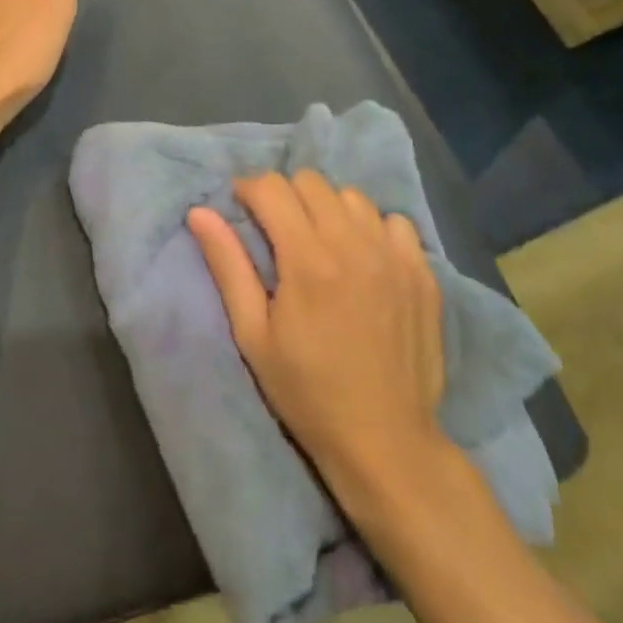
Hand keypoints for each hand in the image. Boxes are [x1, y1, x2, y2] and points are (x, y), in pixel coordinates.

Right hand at [187, 171, 447, 493]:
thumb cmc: (306, 390)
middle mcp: (354, 245)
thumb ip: (227, 265)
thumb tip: (199, 212)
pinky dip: (371, 227)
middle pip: (311, 181)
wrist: (385, 440)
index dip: (248, 189)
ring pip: (352, 197)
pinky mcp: (423, 274)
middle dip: (285, 194)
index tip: (241, 208)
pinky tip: (362, 257)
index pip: (272, 188)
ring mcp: (395, 257)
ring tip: (319, 241)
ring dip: (327, 208)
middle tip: (276, 228)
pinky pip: (394, 222)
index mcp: (307, 259)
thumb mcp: (252, 333)